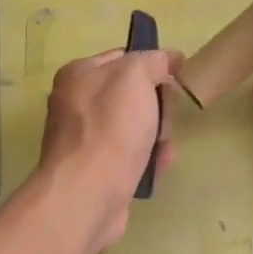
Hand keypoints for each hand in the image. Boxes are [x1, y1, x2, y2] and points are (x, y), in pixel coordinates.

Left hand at [35, 46, 180, 253]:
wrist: (87, 195)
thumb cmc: (110, 130)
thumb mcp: (135, 78)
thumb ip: (153, 61)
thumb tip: (169, 58)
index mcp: (79, 75)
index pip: (124, 57)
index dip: (153, 66)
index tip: (175, 80)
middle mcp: (77, 104)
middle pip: (133, 95)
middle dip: (158, 108)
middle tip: (162, 122)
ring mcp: (86, 140)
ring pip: (136, 128)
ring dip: (158, 137)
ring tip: (161, 150)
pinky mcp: (97, 171)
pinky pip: (132, 157)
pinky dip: (148, 161)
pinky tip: (156, 168)